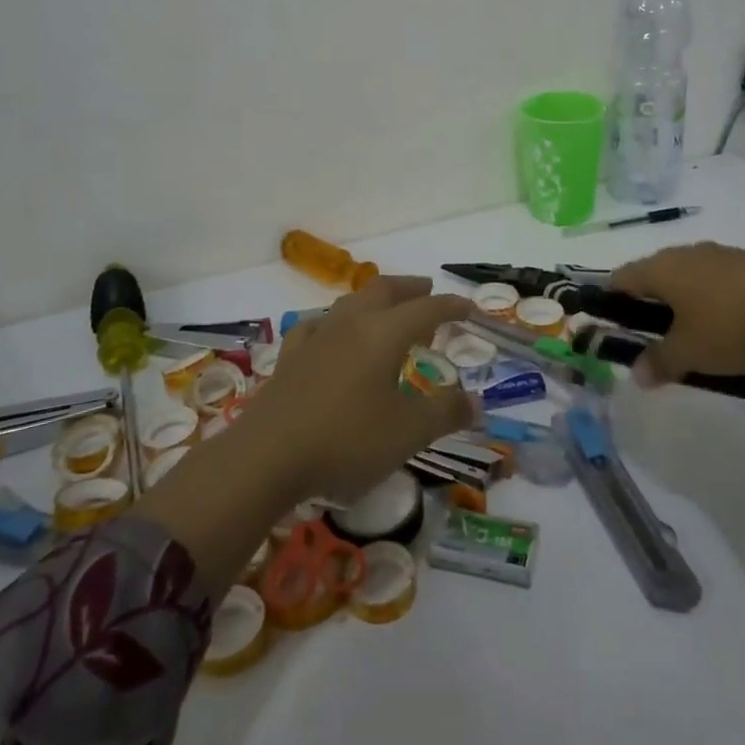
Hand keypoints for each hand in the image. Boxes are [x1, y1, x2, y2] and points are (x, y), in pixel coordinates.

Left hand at [240, 276, 476, 502]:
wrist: (266, 457)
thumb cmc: (345, 441)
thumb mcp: (407, 433)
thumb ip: (445, 414)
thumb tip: (477, 403)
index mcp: (383, 334)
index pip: (426, 309)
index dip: (451, 306)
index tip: (469, 308)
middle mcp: (351, 324)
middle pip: (384, 290)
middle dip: (410, 288)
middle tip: (427, 291)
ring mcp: (316, 337)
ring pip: (350, 302)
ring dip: (375, 300)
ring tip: (387, 311)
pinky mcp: (291, 356)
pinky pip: (317, 325)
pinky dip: (335, 322)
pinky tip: (331, 333)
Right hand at [610, 242, 744, 446]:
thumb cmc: (730, 325)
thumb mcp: (690, 353)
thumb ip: (659, 362)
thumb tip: (637, 374)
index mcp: (661, 268)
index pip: (621, 278)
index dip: (611, 300)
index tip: (611, 324)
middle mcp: (686, 254)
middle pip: (654, 275)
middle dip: (649, 303)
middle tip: (652, 335)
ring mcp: (721, 256)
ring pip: (688, 276)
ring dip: (684, 301)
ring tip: (693, 334)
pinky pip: (718, 280)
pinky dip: (714, 300)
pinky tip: (729, 326)